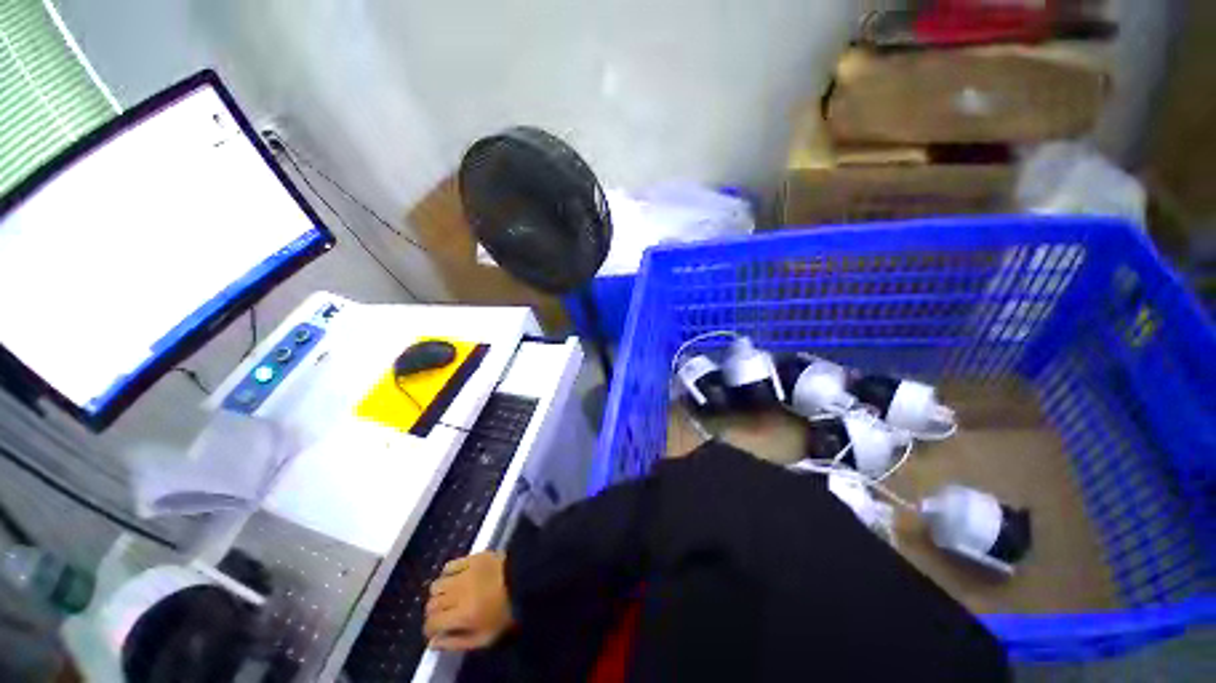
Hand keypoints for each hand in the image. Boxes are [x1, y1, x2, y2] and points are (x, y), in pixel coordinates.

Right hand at [423, 552, 514, 650]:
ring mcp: (466, 572)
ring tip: (448, 597)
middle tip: (444, 615)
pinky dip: (447, 574)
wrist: (527, 580)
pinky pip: (449, 565)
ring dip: (439, 593)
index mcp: (463, 615)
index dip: (430, 630)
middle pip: (431, 604)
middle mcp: (460, 593)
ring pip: (436, 584)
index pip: (431, 624)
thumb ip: (456, 643)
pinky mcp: (474, 557)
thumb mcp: (485, 639)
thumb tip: (432, 643)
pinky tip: (454, 579)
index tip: (437, 631)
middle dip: (433, 613)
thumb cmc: (507, 613)